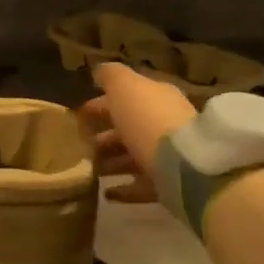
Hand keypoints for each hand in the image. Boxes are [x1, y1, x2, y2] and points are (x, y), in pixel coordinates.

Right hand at [80, 62, 195, 203]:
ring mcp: (169, 156)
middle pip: (130, 128)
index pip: (127, 97)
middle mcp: (165, 124)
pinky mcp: (170, 185)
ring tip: (89, 170)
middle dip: (105, 136)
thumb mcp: (125, 88)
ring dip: (111, 162)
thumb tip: (100, 70)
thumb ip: (111, 76)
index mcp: (157, 98)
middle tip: (80, 145)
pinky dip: (124, 189)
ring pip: (134, 157)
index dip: (102, 104)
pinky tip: (106, 193)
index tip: (79, 116)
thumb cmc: (149, 120)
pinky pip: (141, 186)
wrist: (185, 165)